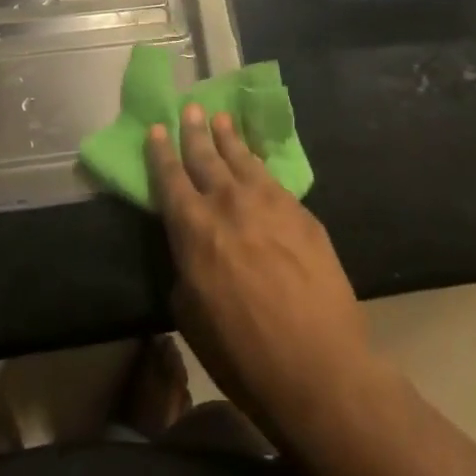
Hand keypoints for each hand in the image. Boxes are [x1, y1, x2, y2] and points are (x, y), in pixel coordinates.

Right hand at [147, 104, 387, 452]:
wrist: (318, 367)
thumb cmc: (243, 353)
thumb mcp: (190, 314)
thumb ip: (185, 268)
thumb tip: (190, 249)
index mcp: (193, 228)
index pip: (170, 178)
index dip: (161, 152)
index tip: (157, 128)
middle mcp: (227, 203)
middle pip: (206, 156)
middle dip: (195, 131)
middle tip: (190, 108)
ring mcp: (268, 202)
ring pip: (241, 158)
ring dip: (228, 137)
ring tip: (220, 118)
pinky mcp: (300, 212)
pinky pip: (272, 176)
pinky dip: (258, 161)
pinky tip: (256, 157)